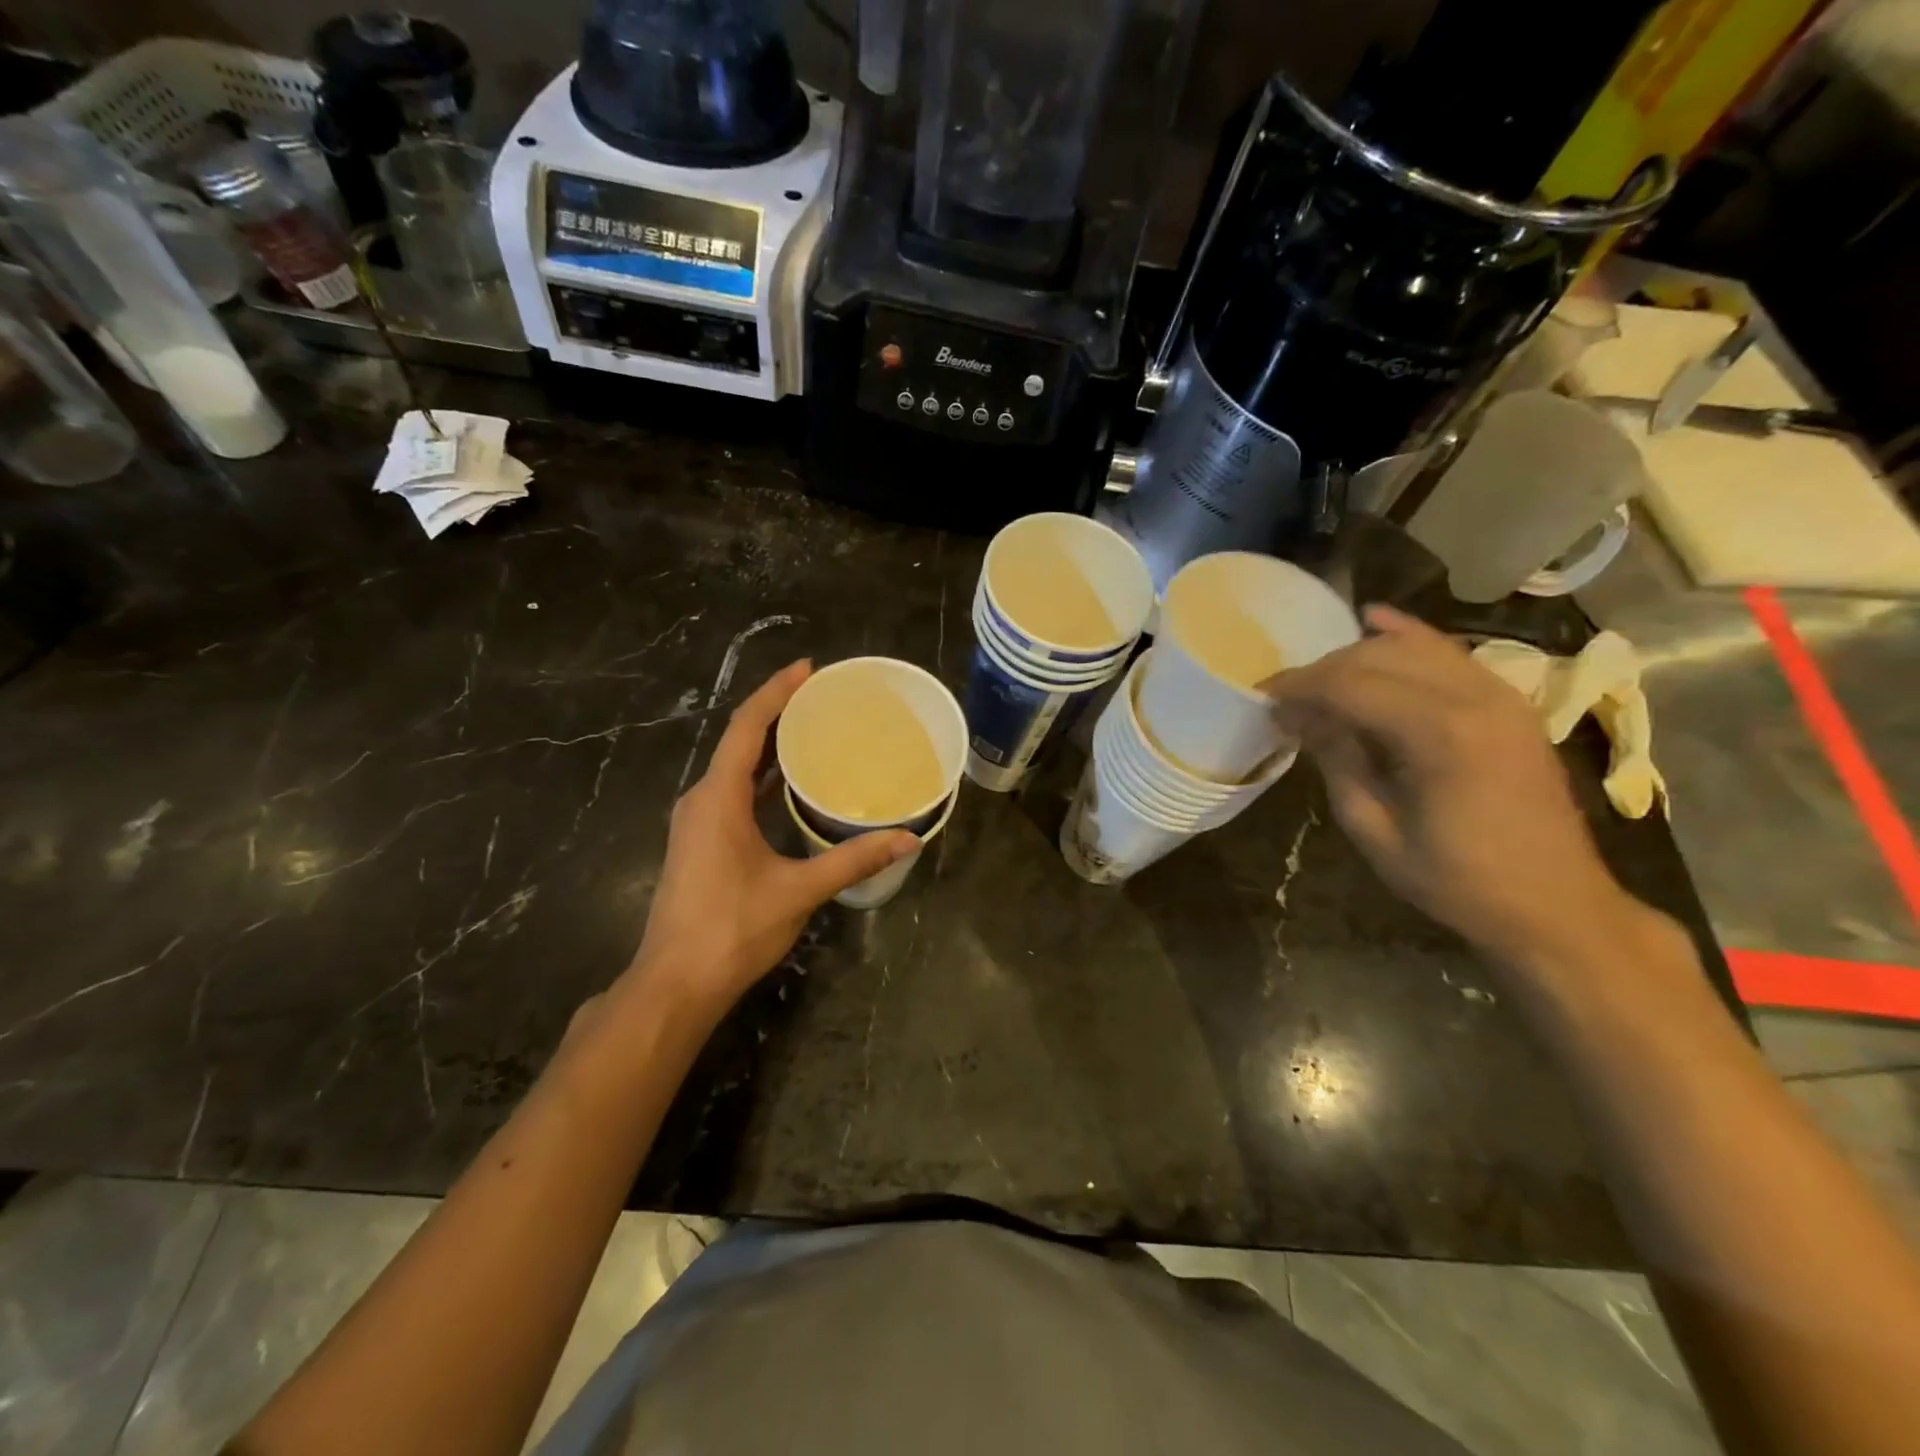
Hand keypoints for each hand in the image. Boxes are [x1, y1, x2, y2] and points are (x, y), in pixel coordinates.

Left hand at [629, 660, 917, 1011]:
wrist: (675, 984)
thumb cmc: (732, 930)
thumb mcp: (799, 890)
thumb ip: (853, 859)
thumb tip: (909, 838)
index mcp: (718, 798)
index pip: (747, 727)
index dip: (777, 692)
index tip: (809, 669)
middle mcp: (702, 800)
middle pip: (740, 740)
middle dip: (778, 713)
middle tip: (823, 697)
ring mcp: (698, 822)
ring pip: (735, 767)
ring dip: (770, 745)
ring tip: (814, 729)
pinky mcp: (702, 842)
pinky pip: (733, 791)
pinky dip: (762, 777)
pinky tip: (792, 783)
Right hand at [1268, 605, 1642, 969]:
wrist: (1555, 905)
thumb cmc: (1456, 880)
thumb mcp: (1375, 830)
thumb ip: (1336, 761)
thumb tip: (1296, 716)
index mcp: (1440, 735)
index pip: (1350, 685)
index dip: (1300, 685)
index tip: (1263, 695)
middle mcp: (1474, 698)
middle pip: (1379, 657)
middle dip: (1324, 670)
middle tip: (1287, 697)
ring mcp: (1500, 695)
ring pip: (1413, 647)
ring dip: (1358, 655)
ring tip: (1321, 680)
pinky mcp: (1510, 702)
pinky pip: (1450, 653)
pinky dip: (1409, 636)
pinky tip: (1375, 621)